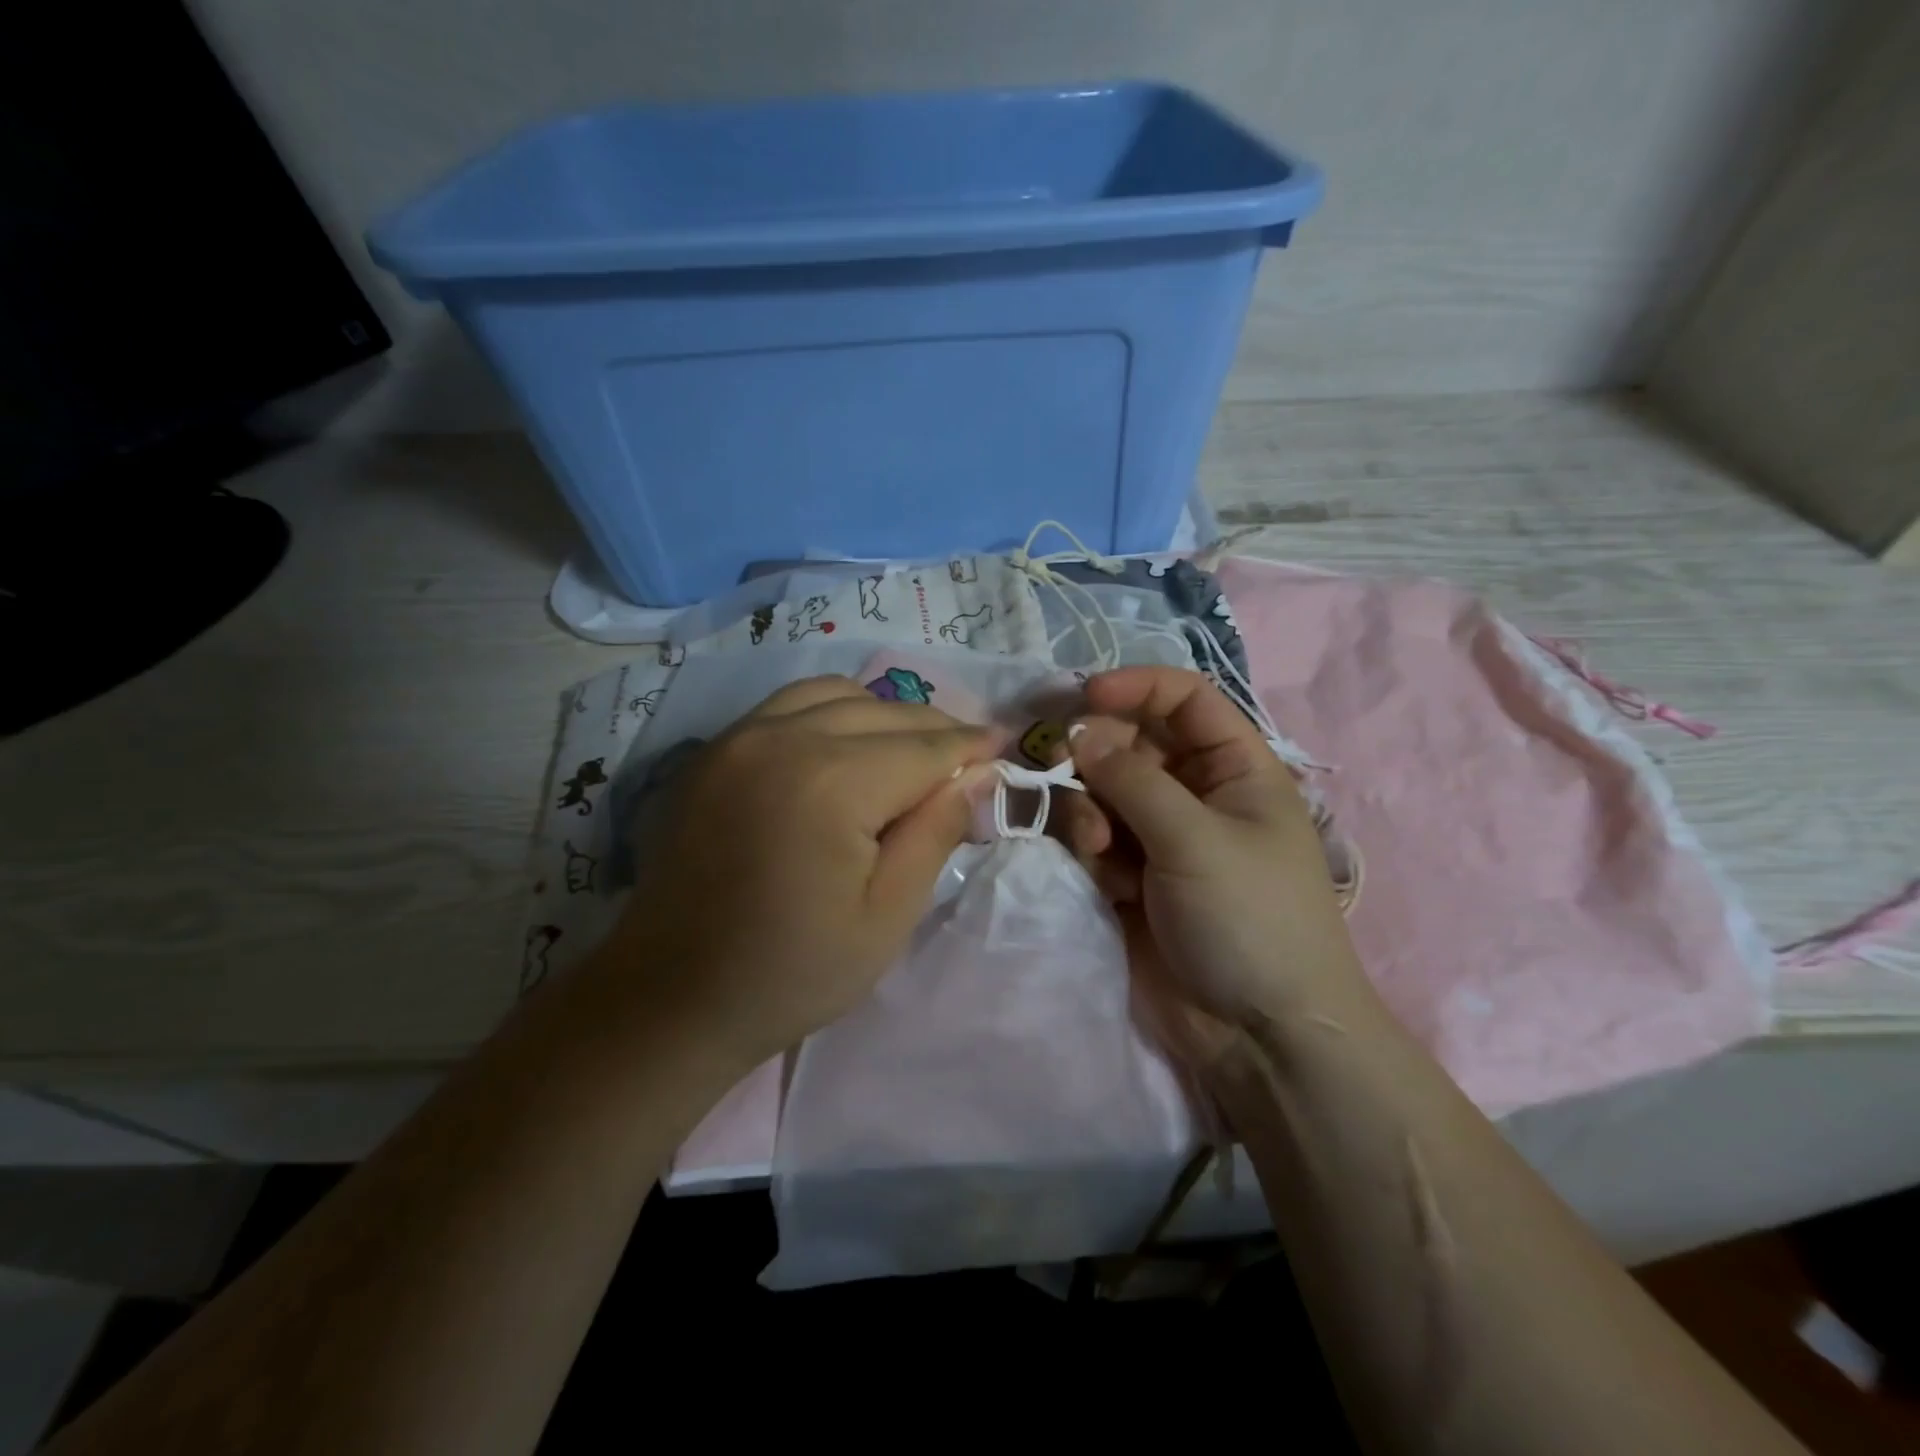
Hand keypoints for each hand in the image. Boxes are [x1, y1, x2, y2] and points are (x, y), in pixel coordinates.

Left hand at [587, 677, 997, 1065]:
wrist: (670, 996)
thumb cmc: (791, 971)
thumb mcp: (886, 916)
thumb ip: (936, 832)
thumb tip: (977, 773)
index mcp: (831, 783)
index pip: (925, 746)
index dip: (972, 747)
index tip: (1006, 747)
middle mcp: (783, 738)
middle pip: (885, 712)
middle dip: (936, 730)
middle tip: (967, 759)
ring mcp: (739, 737)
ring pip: (836, 693)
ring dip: (884, 715)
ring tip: (909, 752)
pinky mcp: (713, 750)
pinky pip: (788, 705)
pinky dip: (832, 712)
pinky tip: (844, 747)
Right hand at [1060, 668, 1367, 1064]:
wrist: (1258, 1033)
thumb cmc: (1248, 918)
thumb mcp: (1195, 837)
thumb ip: (1131, 778)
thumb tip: (1079, 733)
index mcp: (1235, 769)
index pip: (1184, 700)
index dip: (1136, 688)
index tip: (1084, 697)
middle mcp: (1196, 794)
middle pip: (1132, 744)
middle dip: (1099, 755)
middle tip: (1065, 769)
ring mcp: (1161, 837)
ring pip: (1104, 792)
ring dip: (1090, 809)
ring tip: (1098, 847)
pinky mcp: (1132, 877)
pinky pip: (1095, 838)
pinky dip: (1090, 848)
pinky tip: (1103, 876)